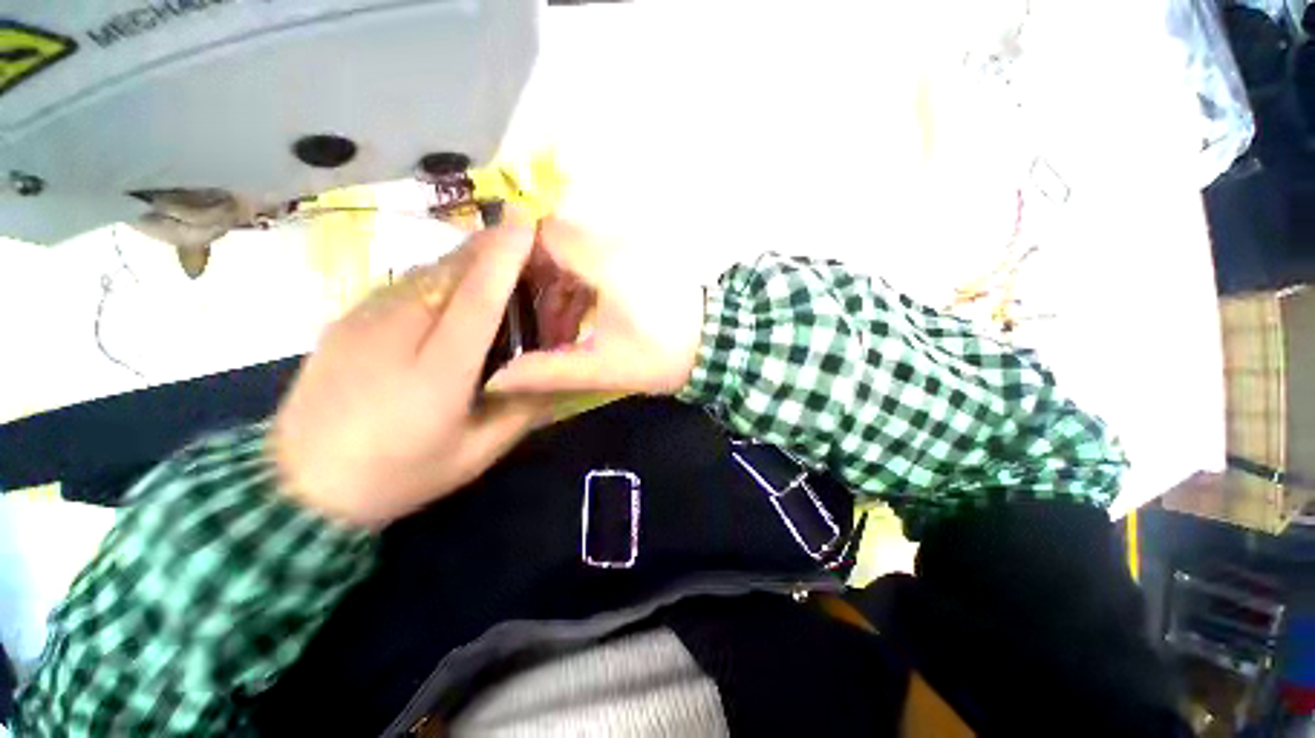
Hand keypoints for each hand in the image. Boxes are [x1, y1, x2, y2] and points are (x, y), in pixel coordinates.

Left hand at [272, 221, 547, 528]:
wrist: (304, 479)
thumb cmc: (391, 478)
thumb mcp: (464, 461)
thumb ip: (515, 414)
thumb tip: (555, 379)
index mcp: (439, 370)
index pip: (479, 294)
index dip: (507, 252)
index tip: (529, 219)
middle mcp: (403, 327)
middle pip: (452, 267)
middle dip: (487, 248)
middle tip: (515, 251)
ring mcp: (368, 315)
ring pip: (423, 271)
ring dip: (457, 263)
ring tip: (477, 276)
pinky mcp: (347, 315)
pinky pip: (398, 285)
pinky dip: (425, 282)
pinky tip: (427, 305)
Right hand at [485, 217, 704, 396]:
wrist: (723, 346)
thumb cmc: (663, 354)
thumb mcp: (602, 367)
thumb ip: (546, 370)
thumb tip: (494, 380)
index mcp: (603, 260)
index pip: (543, 233)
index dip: (512, 255)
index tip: (493, 288)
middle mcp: (612, 242)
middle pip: (553, 241)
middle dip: (529, 276)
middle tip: (513, 316)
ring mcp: (626, 247)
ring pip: (570, 252)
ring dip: (552, 286)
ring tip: (546, 332)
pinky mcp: (634, 258)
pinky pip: (590, 260)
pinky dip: (574, 287)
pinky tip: (571, 325)